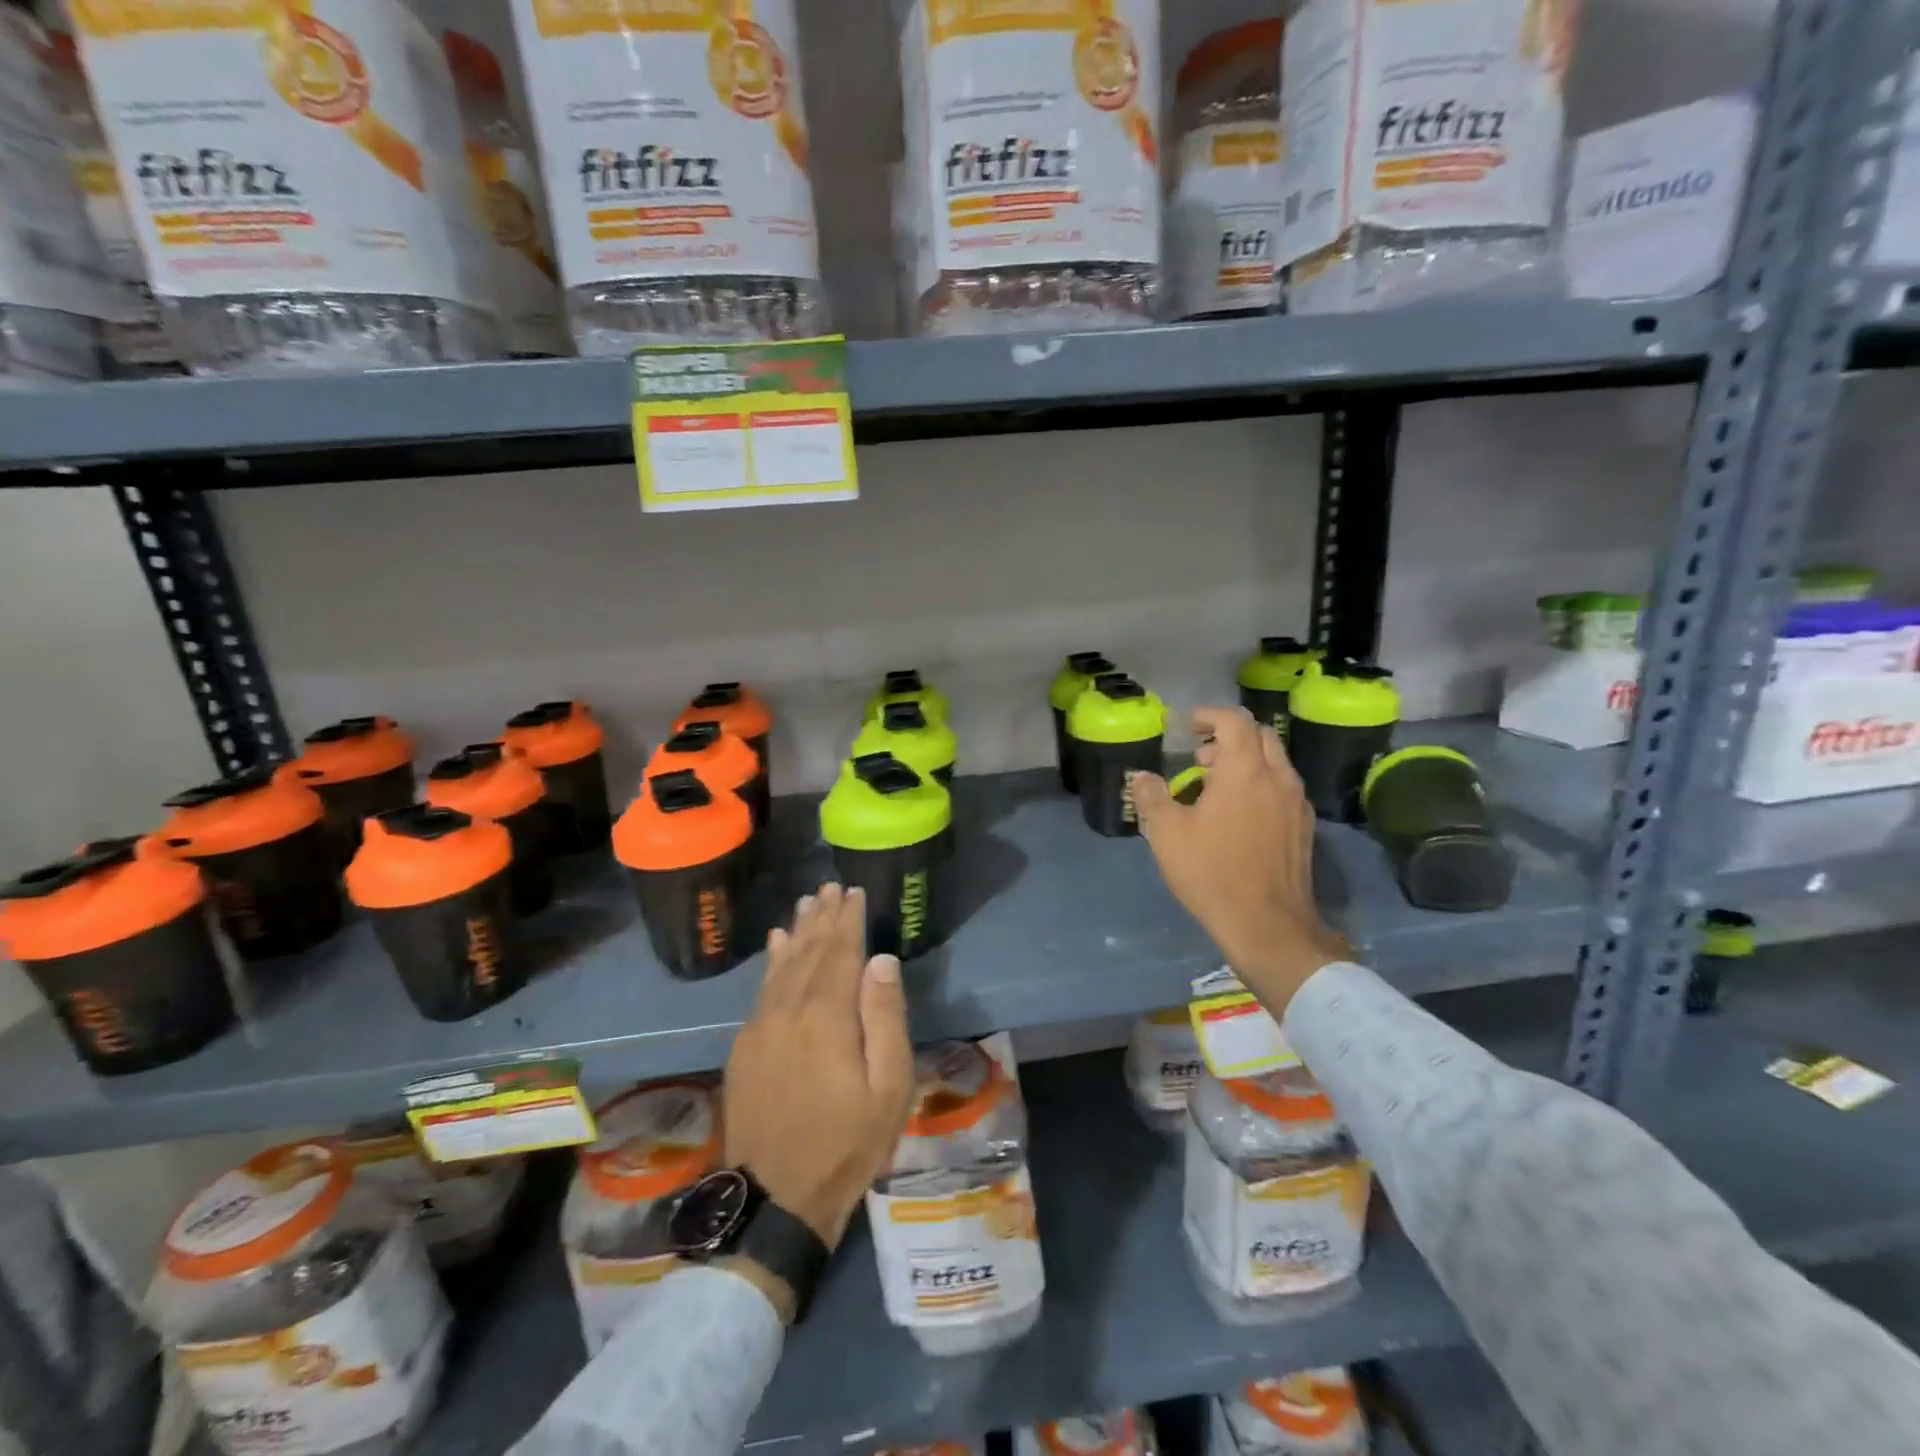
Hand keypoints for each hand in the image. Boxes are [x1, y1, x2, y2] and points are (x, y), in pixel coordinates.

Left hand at [725, 885, 913, 1259]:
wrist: (776, 1198)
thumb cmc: (847, 1143)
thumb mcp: (888, 1087)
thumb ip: (885, 1018)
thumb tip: (881, 961)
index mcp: (826, 1017)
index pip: (840, 953)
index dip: (848, 920)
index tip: (854, 891)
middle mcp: (788, 1010)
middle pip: (808, 951)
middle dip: (822, 917)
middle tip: (829, 886)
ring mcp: (760, 1028)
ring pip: (782, 965)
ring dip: (797, 932)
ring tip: (806, 904)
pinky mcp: (744, 1047)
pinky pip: (761, 989)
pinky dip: (772, 961)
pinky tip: (777, 945)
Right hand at [1132, 706, 1350, 1016]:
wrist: (1267, 924)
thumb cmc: (1211, 872)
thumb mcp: (1167, 834)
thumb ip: (1152, 798)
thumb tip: (1141, 776)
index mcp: (1244, 772)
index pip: (1235, 722)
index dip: (1210, 716)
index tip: (1189, 726)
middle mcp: (1278, 778)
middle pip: (1262, 736)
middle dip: (1230, 736)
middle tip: (1202, 755)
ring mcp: (1296, 803)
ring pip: (1276, 762)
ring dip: (1247, 760)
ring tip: (1216, 785)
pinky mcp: (1304, 827)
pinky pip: (1283, 787)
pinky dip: (1261, 783)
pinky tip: (1240, 813)